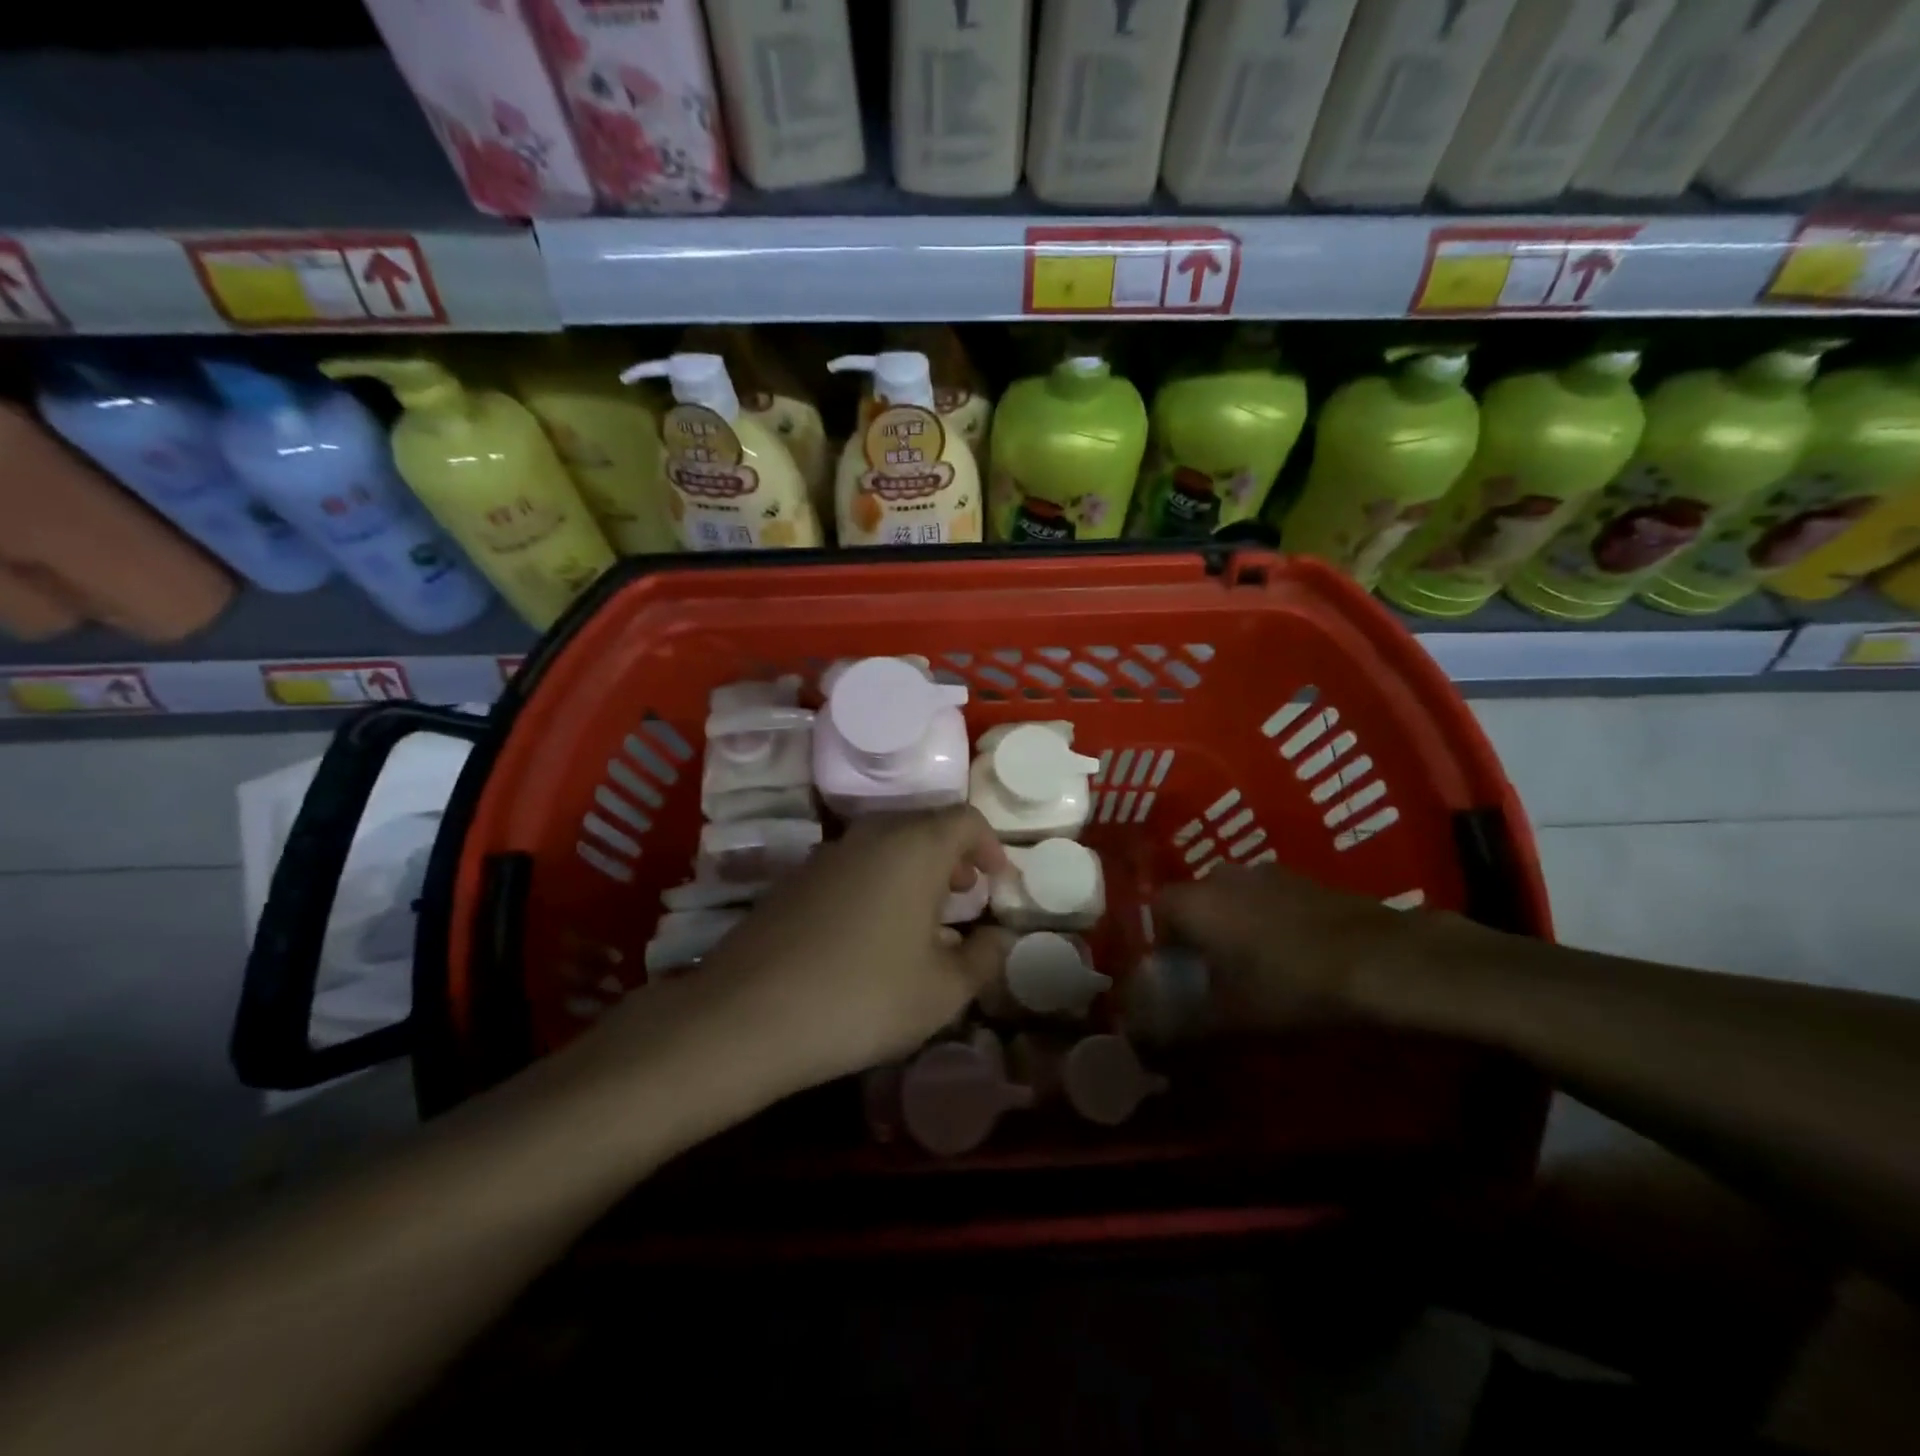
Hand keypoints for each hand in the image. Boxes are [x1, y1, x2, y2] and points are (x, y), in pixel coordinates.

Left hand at [691, 807, 1015, 1090]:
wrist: (747, 1015)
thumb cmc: (864, 996)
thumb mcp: (943, 991)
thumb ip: (984, 957)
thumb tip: (997, 937)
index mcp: (914, 847)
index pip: (965, 819)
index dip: (990, 845)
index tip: (998, 880)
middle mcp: (870, 835)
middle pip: (924, 825)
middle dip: (953, 855)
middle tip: (965, 893)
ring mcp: (826, 854)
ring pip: (885, 843)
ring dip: (914, 869)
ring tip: (923, 916)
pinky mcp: (794, 879)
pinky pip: (853, 865)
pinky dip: (877, 882)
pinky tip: (872, 932)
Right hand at [1155, 865, 1483, 1028]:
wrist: (1385, 961)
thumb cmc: (1293, 988)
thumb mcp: (1232, 1019)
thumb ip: (1181, 1027)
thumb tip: (1140, 1038)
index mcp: (1196, 901)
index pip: (1156, 910)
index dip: (1161, 943)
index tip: (1177, 975)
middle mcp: (1224, 876)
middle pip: (1196, 902)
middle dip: (1199, 934)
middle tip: (1214, 974)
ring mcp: (1268, 872)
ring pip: (1234, 899)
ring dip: (1236, 926)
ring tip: (1256, 966)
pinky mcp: (1306, 879)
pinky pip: (1269, 898)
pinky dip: (1270, 921)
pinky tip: (1294, 955)